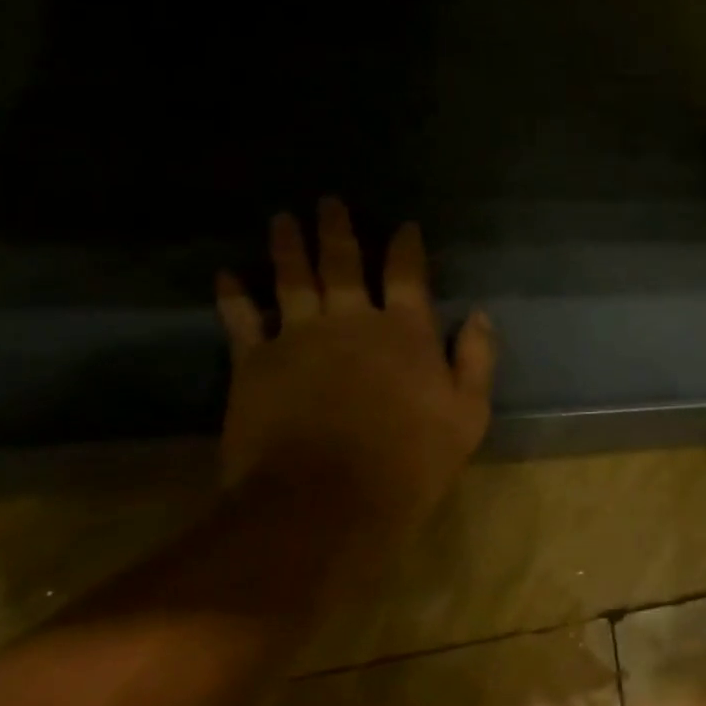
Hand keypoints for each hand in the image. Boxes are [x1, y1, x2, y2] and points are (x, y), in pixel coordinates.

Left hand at [214, 199, 494, 536]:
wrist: (324, 503)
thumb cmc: (408, 461)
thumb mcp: (468, 415)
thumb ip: (476, 359)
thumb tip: (479, 314)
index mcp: (406, 330)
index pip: (408, 273)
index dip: (406, 245)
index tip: (405, 225)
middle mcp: (352, 320)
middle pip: (343, 262)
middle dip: (338, 229)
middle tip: (328, 201)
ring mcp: (299, 337)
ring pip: (292, 278)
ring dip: (288, 245)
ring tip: (282, 218)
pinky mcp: (255, 363)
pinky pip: (242, 318)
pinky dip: (234, 294)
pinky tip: (227, 273)